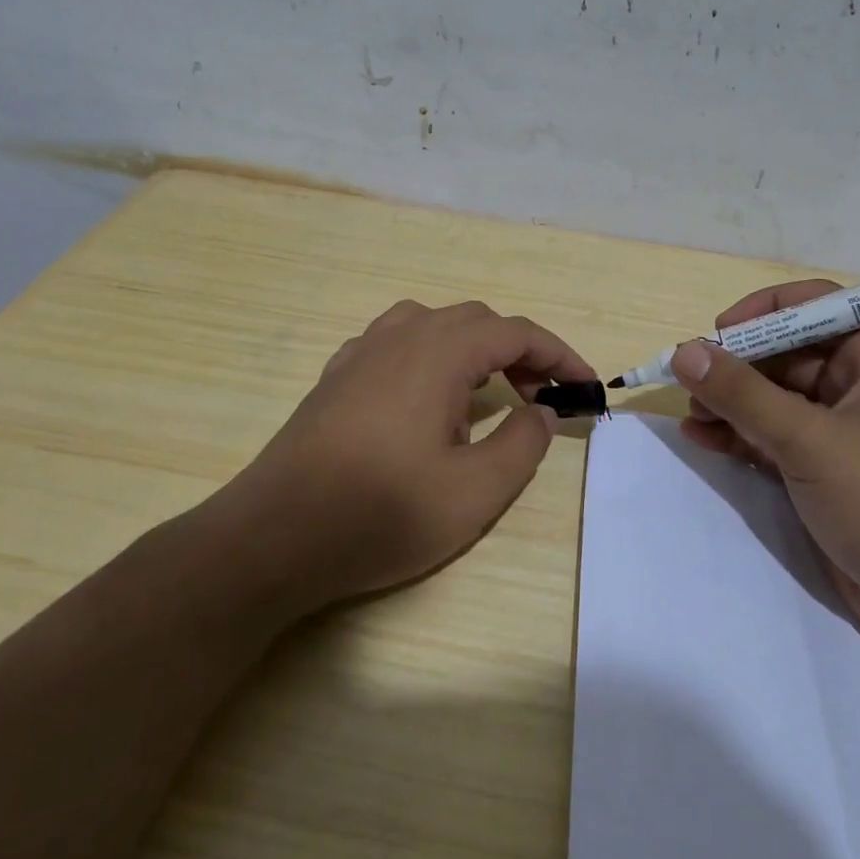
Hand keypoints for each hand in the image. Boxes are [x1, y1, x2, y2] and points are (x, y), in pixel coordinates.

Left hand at [231, 299, 595, 610]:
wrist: (273, 538)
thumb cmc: (381, 514)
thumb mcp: (474, 493)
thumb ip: (522, 444)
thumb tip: (539, 410)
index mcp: (438, 352)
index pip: (515, 332)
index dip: (559, 354)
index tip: (586, 386)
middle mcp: (399, 337)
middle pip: (475, 321)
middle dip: (518, 352)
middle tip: (541, 398)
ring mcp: (360, 354)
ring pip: (432, 325)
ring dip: (471, 349)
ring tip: (483, 394)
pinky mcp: (335, 378)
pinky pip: (394, 344)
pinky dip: (429, 357)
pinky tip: (423, 400)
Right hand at [675, 280, 859, 657]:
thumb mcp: (811, 442)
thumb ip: (743, 394)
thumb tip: (685, 352)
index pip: (816, 306)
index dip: (764, 312)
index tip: (718, 334)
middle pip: (787, 352)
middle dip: (737, 366)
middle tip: (690, 384)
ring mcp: (842, 429)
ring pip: (775, 397)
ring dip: (731, 403)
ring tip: (691, 418)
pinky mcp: (825, 469)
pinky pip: (773, 436)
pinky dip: (738, 435)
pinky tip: (700, 439)